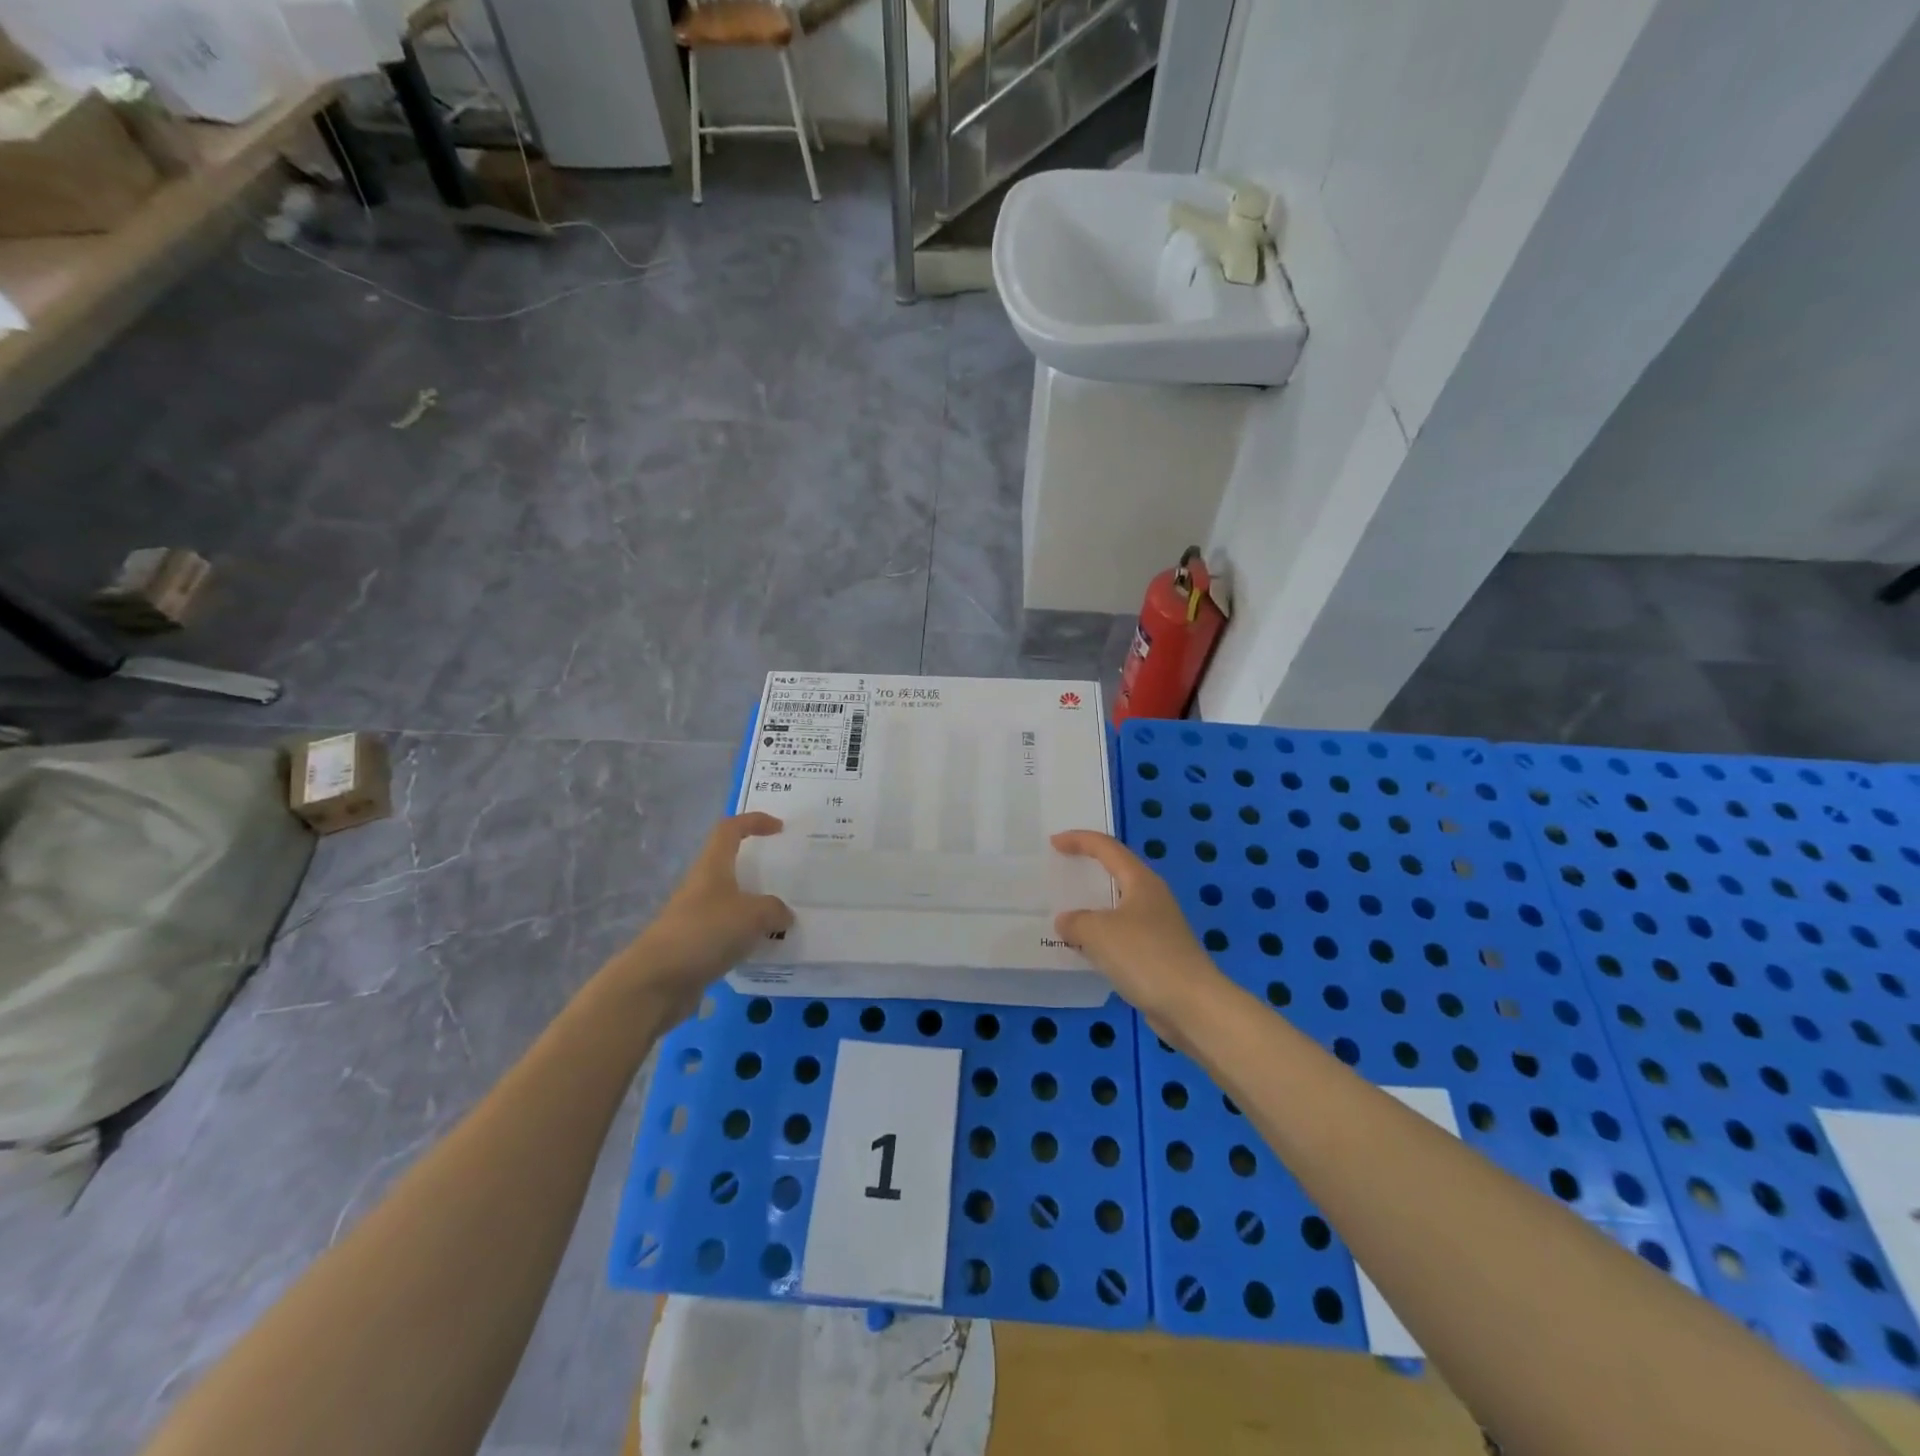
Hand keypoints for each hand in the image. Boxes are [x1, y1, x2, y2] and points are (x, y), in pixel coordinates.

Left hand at [614, 814, 793, 1015]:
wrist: (656, 982)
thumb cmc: (704, 933)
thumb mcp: (752, 915)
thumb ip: (775, 910)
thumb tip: (784, 916)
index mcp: (712, 867)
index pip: (730, 829)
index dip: (754, 821)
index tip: (779, 828)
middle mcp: (701, 886)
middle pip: (729, 865)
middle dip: (757, 868)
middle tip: (786, 878)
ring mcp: (695, 917)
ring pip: (730, 901)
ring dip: (754, 907)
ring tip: (782, 918)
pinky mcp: (694, 946)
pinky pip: (727, 932)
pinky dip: (746, 936)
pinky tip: (763, 949)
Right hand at [1051, 830, 1229, 1033]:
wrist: (1192, 1006)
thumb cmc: (1145, 956)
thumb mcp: (1098, 933)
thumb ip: (1075, 922)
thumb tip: (1067, 922)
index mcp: (1141, 881)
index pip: (1107, 848)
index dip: (1079, 840)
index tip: (1054, 843)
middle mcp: (1152, 897)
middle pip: (1116, 873)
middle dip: (1088, 870)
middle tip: (1060, 872)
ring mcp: (1158, 927)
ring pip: (1118, 907)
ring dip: (1093, 908)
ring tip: (1066, 914)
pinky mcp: (1158, 955)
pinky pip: (1122, 935)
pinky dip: (1101, 936)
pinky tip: (1085, 950)